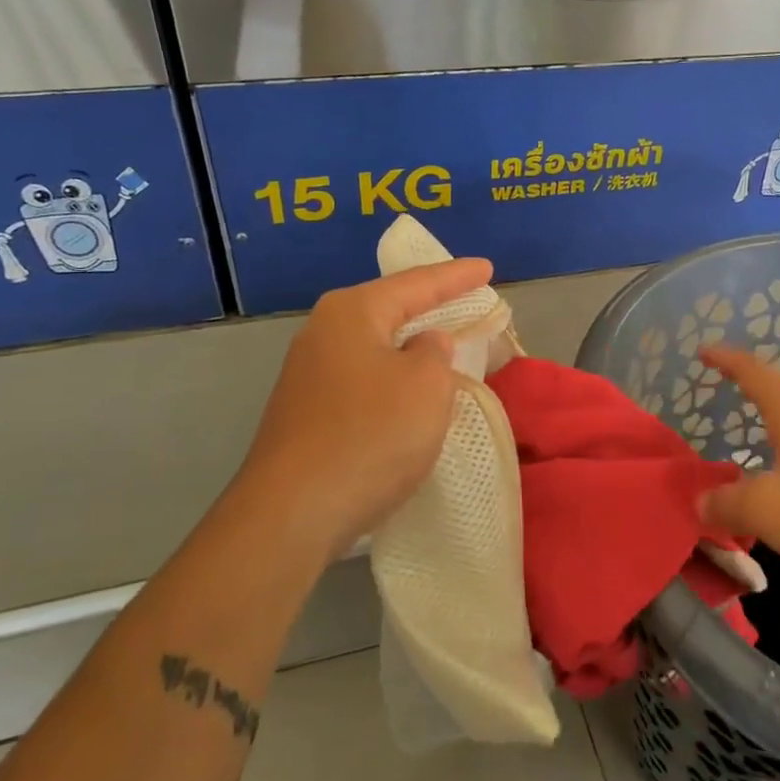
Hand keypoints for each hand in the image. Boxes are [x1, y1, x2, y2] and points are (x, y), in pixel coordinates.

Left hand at [227, 259, 493, 559]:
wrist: (293, 512)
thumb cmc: (371, 434)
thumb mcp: (426, 386)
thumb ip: (435, 353)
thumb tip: (423, 344)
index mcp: (352, 312)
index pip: (417, 283)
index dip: (457, 276)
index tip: (487, 268)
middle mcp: (323, 333)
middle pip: (389, 310)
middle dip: (430, 307)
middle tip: (467, 301)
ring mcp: (308, 374)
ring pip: (375, 348)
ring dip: (410, 348)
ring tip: (444, 347)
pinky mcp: (306, 412)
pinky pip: (363, 380)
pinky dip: (392, 379)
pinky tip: (409, 395)